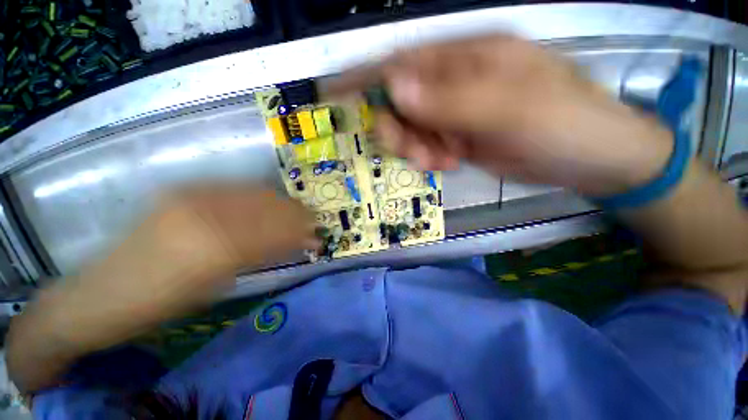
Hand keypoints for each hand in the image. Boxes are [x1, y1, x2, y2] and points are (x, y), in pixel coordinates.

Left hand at [28, 187, 316, 353]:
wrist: (102, 293)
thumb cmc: (162, 305)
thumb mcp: (218, 286)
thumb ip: (258, 256)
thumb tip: (292, 243)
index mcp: (214, 248)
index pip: (273, 233)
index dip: (299, 234)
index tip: (317, 237)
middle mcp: (205, 213)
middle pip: (267, 210)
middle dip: (295, 216)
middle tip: (314, 221)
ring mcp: (191, 196)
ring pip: (254, 195)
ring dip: (282, 204)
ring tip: (298, 211)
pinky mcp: (184, 191)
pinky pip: (233, 189)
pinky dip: (259, 196)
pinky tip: (270, 201)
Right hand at [328, 34, 673, 196]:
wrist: (591, 158)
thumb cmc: (563, 124)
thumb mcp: (508, 108)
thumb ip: (449, 99)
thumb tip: (395, 87)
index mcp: (469, 58)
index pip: (404, 61)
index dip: (366, 76)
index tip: (335, 93)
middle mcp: (457, 81)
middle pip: (403, 101)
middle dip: (399, 128)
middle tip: (415, 151)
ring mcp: (457, 112)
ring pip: (414, 128)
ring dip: (416, 148)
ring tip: (439, 160)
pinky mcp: (461, 137)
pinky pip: (429, 145)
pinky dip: (430, 157)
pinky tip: (449, 163)